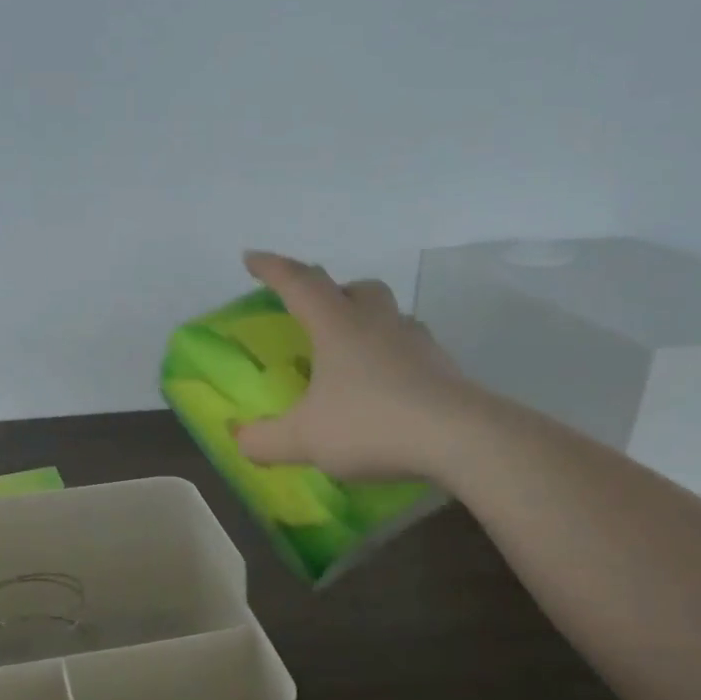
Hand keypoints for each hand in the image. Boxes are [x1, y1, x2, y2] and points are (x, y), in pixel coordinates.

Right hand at [236, 251, 465, 479]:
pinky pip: (412, 349)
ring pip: (390, 315)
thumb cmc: (371, 424)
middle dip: (333, 293)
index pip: (299, 283)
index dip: (272, 269)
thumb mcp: (304, 439)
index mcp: (337, 326)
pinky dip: (393, 358)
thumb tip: (241, 440)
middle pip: (356, 288)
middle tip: (317, 316)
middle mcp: (378, 323)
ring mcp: (417, 343)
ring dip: (368, 323)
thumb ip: (264, 440)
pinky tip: (387, 388)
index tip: (251, 259)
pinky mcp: (443, 368)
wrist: (459, 439)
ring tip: (353, 356)